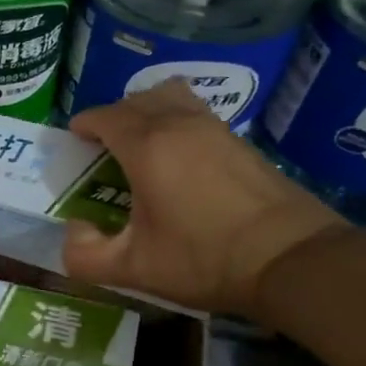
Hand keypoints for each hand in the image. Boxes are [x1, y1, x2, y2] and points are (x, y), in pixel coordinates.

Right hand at [62, 81, 347, 316]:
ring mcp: (214, 128)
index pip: (104, 116)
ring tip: (143, 144)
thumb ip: (85, 254)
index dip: (84, 124)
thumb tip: (74, 228)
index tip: (75, 141)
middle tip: (104, 148)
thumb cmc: (205, 259)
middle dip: (112, 117)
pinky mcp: (240, 140)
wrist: (291, 258)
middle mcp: (178, 124)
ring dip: (148, 110)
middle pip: (136, 99)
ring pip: (170, 96)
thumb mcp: (134, 269)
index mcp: (146, 146)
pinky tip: (180, 160)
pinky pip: (196, 112)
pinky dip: (177, 121)